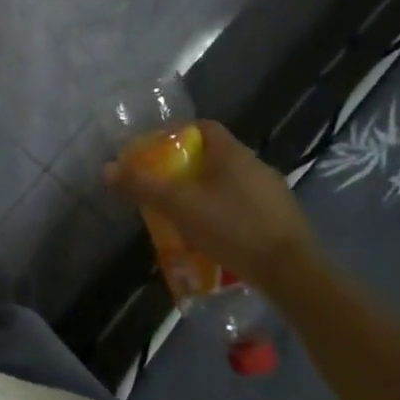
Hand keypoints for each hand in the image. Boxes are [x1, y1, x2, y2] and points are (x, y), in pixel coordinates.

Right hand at [104, 120, 321, 288]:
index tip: (155, 150)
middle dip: (186, 167)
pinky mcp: (281, 218)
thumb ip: (142, 186)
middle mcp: (255, 164)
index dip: (177, 133)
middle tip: (163, 185)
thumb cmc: (233, 227)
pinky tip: (214, 235)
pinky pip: (244, 205)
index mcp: (232, 153)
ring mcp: (272, 192)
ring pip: (230, 182)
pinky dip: (225, 212)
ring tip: (183, 214)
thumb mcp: (179, 206)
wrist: (292, 272)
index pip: (203, 127)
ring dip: (206, 192)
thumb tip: (107, 169)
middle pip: (214, 155)